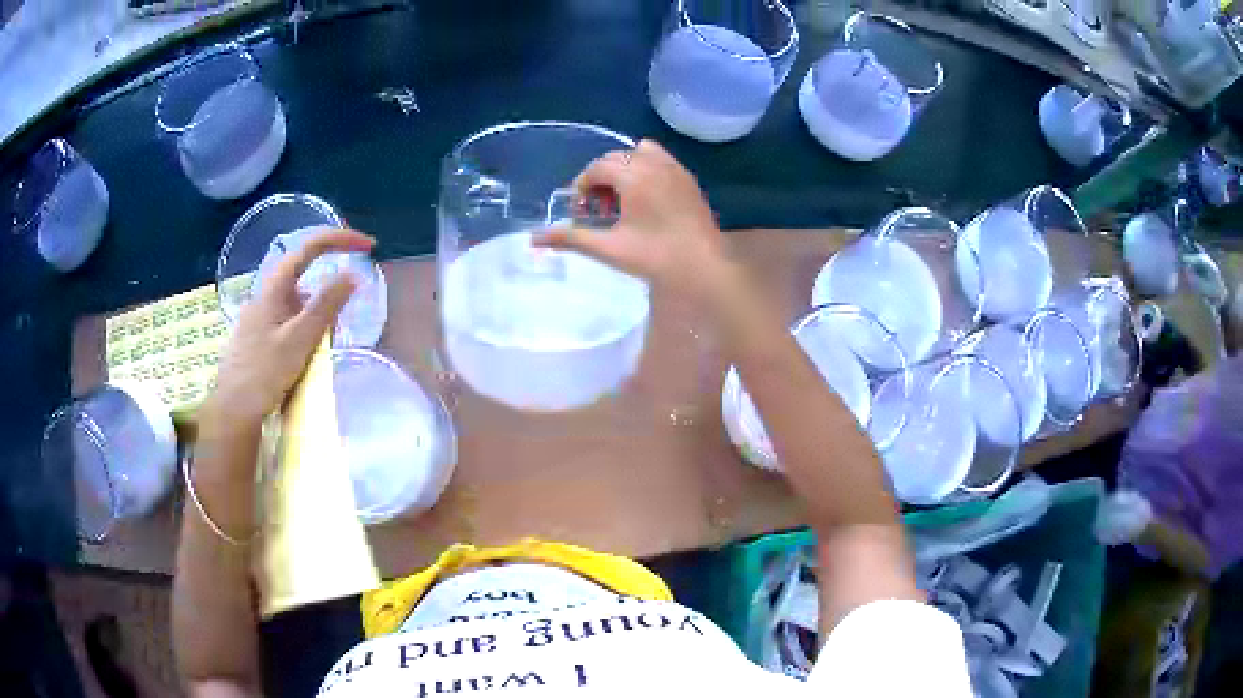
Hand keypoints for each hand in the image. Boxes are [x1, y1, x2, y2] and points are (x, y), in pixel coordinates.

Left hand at [204, 229, 374, 431]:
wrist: (232, 411)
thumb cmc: (263, 374)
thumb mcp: (299, 340)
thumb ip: (326, 306)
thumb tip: (353, 274)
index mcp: (274, 287)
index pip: (310, 247)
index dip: (340, 239)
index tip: (369, 246)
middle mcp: (265, 294)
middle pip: (304, 271)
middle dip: (330, 278)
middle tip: (352, 298)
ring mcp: (260, 315)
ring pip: (297, 299)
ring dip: (318, 308)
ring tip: (331, 337)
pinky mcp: (259, 336)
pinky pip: (289, 319)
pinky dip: (306, 325)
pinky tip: (309, 351)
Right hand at [534, 139, 733, 303]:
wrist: (704, 267)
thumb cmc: (655, 257)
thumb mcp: (609, 248)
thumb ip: (571, 238)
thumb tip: (534, 239)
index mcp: (634, 175)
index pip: (597, 167)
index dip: (582, 185)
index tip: (579, 209)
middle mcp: (654, 163)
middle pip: (617, 157)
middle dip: (601, 178)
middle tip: (598, 209)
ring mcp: (675, 169)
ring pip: (640, 153)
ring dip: (624, 169)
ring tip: (622, 200)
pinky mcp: (688, 180)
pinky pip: (660, 160)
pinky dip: (646, 170)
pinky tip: (646, 200)